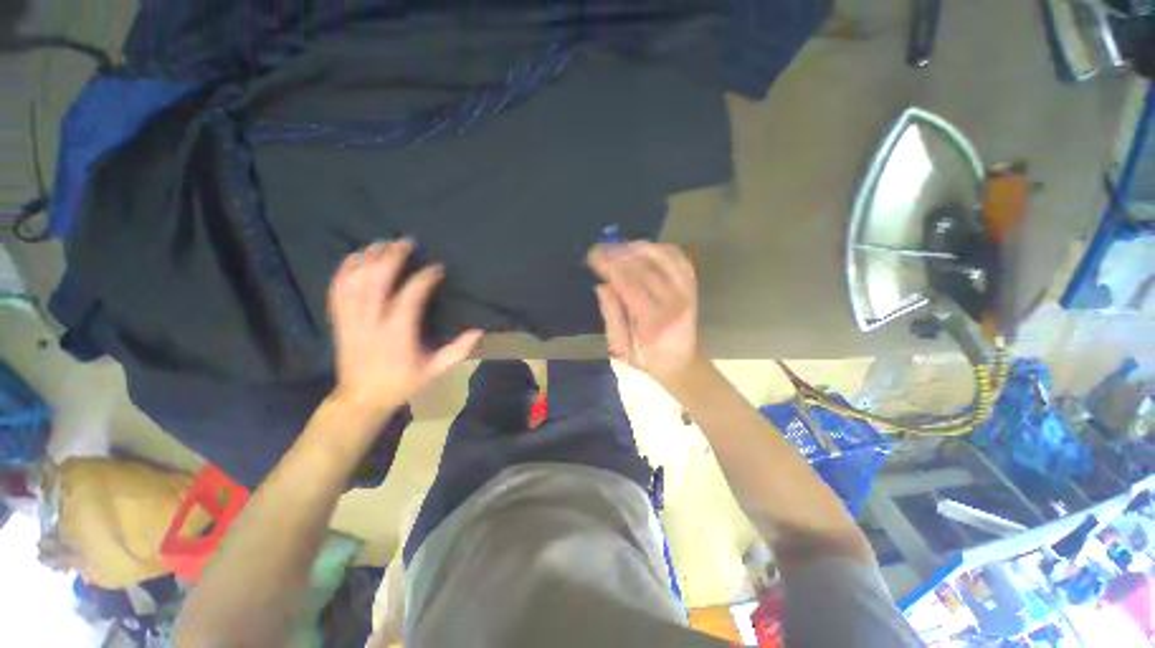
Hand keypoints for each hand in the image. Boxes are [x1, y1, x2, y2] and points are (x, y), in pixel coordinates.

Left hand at [328, 240, 482, 415]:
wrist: (361, 398)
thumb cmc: (403, 383)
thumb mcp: (435, 370)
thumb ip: (458, 351)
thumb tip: (480, 332)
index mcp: (398, 333)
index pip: (411, 296)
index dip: (424, 278)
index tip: (437, 268)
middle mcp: (372, 322)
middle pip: (378, 281)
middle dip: (392, 258)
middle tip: (406, 242)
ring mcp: (352, 320)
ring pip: (356, 281)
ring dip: (369, 259)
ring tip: (382, 243)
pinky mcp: (340, 321)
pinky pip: (337, 290)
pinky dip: (344, 270)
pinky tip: (355, 257)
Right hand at [587, 241, 702, 386]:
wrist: (681, 364)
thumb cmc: (647, 359)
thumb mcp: (621, 348)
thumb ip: (612, 317)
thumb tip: (603, 286)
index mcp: (654, 322)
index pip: (630, 285)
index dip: (611, 267)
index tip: (593, 256)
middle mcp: (674, 303)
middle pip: (646, 268)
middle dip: (620, 254)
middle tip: (601, 248)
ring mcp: (687, 293)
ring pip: (664, 258)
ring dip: (639, 247)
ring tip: (619, 246)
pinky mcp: (692, 287)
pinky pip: (678, 259)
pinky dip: (661, 248)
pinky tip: (644, 248)